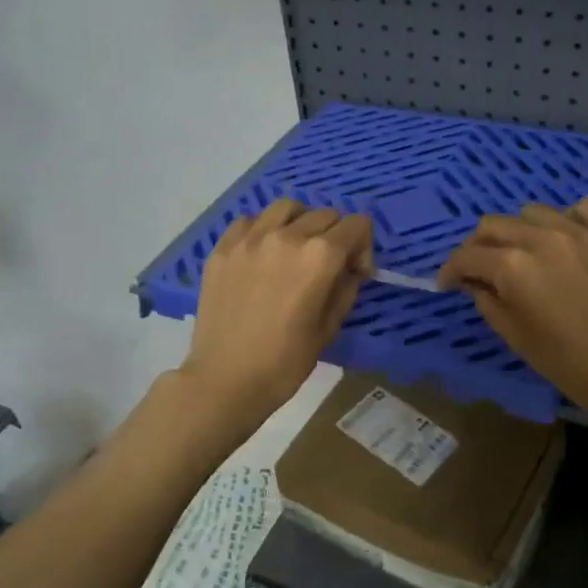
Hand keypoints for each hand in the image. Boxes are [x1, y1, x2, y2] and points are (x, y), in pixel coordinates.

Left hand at [180, 199, 373, 425]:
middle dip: (336, 235)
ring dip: (301, 222)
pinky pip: (250, 220)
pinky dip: (264, 228)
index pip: (356, 226)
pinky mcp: (223, 248)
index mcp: (319, 256)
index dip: (364, 247)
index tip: (356, 273)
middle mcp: (286, 236)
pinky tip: (263, 253)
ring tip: (296, 248)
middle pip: (325, 214)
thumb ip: (345, 288)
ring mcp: (250, 238)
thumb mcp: (329, 328)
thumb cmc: (284, 362)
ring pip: (287, 207)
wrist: (225, 379)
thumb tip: (349, 269)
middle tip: (329, 266)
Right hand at [437, 198, 587, 430]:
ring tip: (527, 251)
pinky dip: (569, 219)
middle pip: (495, 225)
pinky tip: (569, 239)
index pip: (467, 256)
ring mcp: (583, 231)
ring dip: (521, 230)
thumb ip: (487, 300)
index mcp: (514, 266)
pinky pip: (584, 209)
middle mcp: (543, 238)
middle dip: (478, 246)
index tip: (448, 283)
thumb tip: (475, 282)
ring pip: (534, 212)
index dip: (450, 270)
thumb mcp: (515, 337)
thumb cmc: (570, 364)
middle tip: (480, 267)